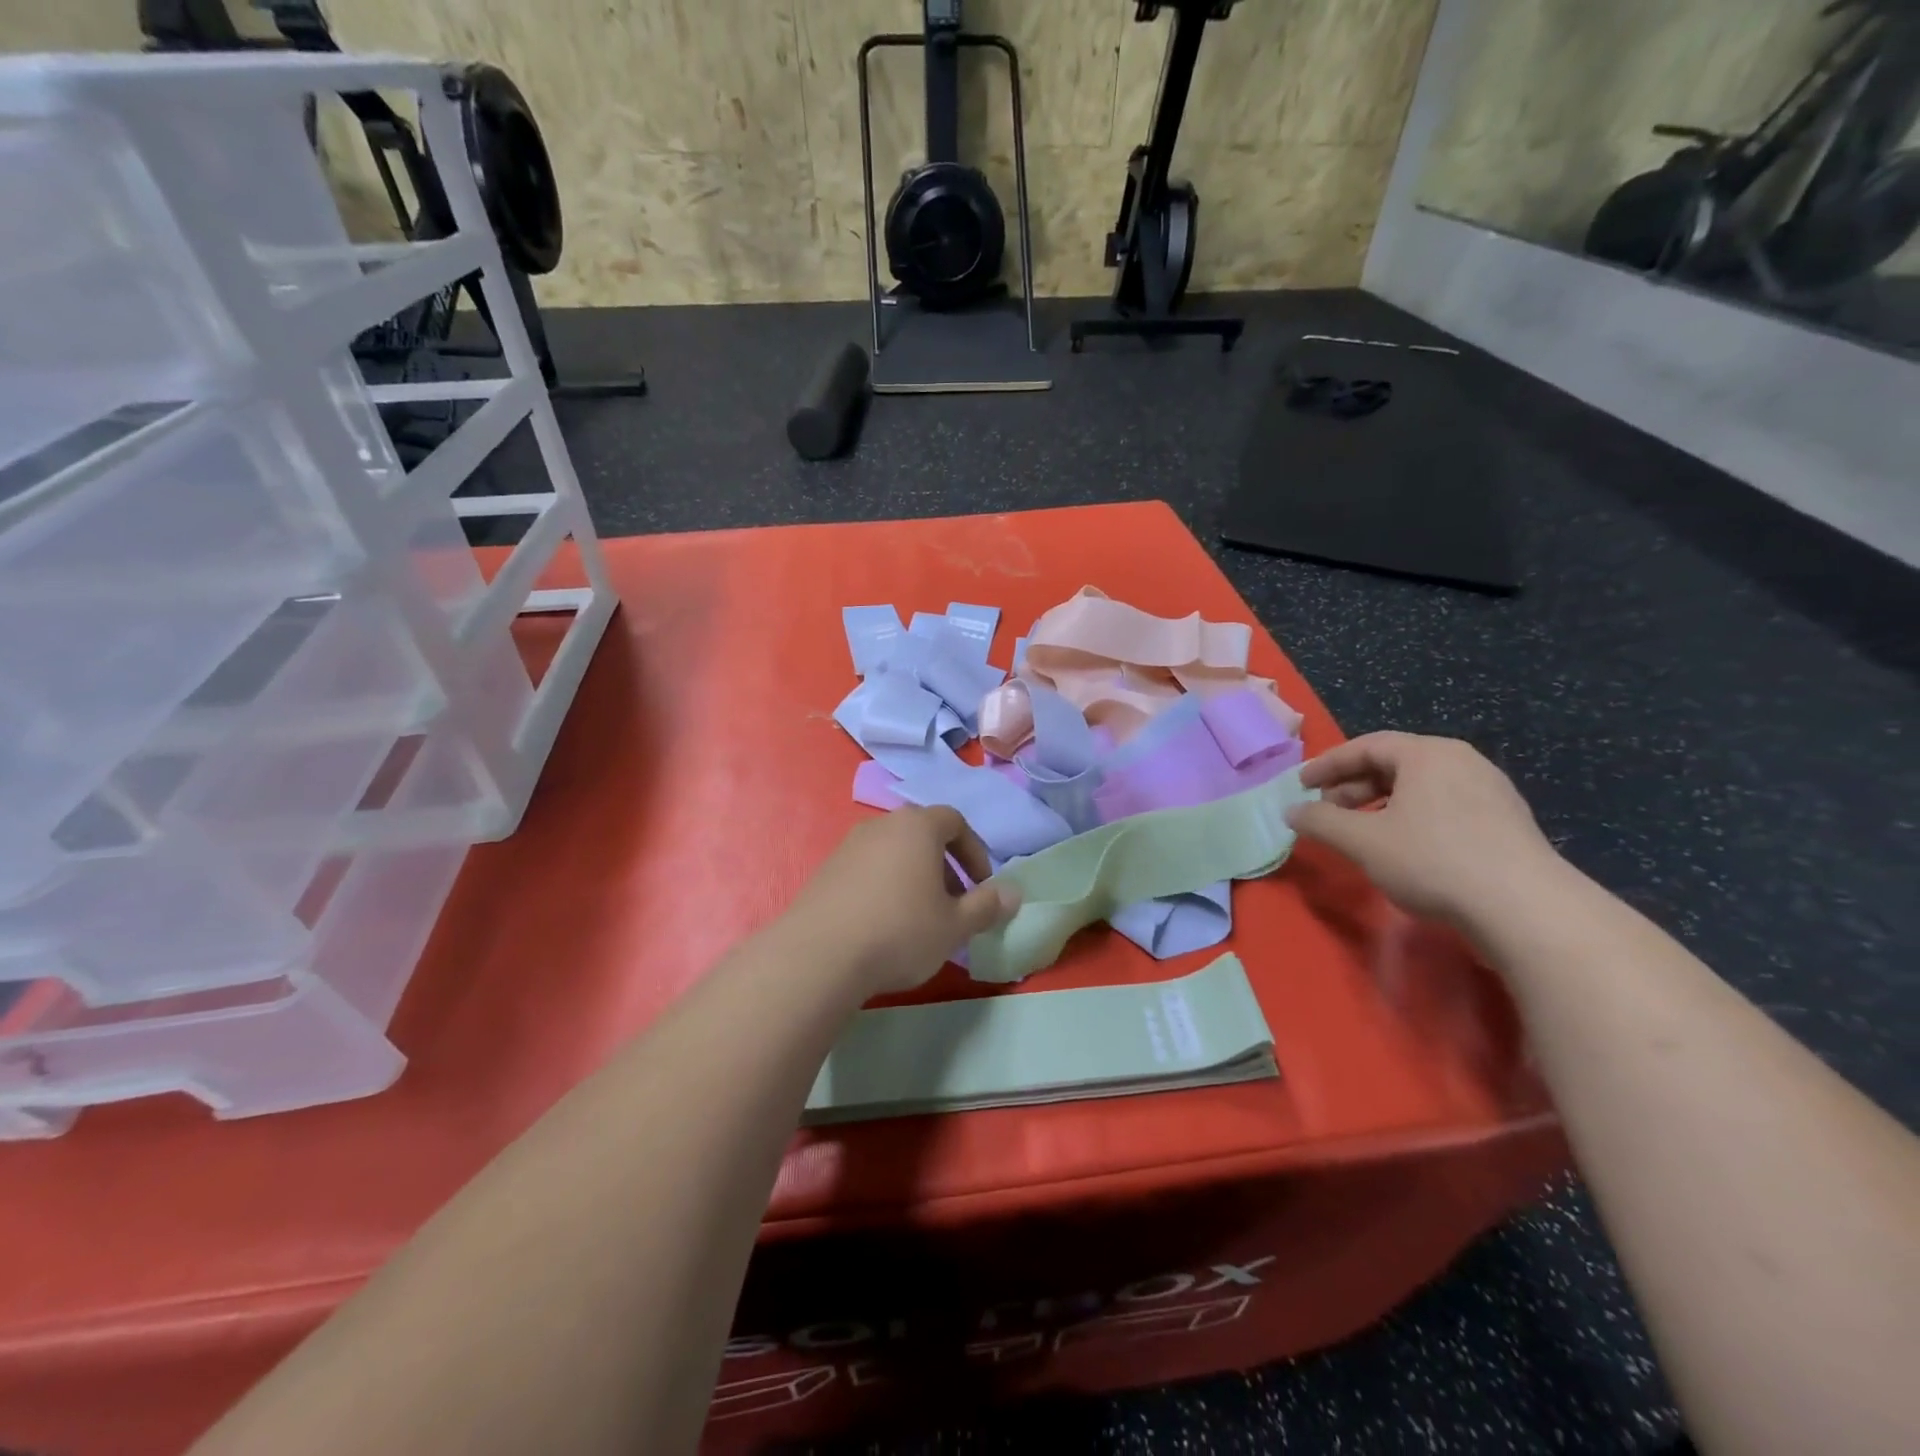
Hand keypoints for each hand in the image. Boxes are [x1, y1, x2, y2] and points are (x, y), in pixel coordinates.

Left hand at [782, 807, 1021, 995]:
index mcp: (917, 826)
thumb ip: (987, 906)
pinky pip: (867, 870)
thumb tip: (1015, 893)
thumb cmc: (900, 931)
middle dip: (944, 867)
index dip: (974, 852)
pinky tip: (883, 925)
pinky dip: (884, 887)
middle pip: (922, 835)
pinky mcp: (826, 871)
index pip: (955, 821)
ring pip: (893, 853)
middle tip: (953, 905)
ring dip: (914, 878)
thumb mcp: (954, 925)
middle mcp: (881, 825)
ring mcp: (848, 846)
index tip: (980, 886)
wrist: (819, 955)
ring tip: (920, 918)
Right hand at [1287, 732, 1565, 927]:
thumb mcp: (1362, 841)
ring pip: (1420, 787)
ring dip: (1381, 804)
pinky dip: (1411, 817)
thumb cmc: (1433, 860)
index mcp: (1428, 754)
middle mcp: (1462, 762)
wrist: (1525, 909)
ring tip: (1360, 832)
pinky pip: (1444, 806)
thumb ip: (1320, 822)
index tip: (1301, 784)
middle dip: (1353, 786)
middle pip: (1395, 764)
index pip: (1367, 746)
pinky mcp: (1506, 823)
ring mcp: (1490, 791)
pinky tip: (1403, 848)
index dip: (1328, 764)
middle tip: (1327, 811)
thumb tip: (1291, 811)